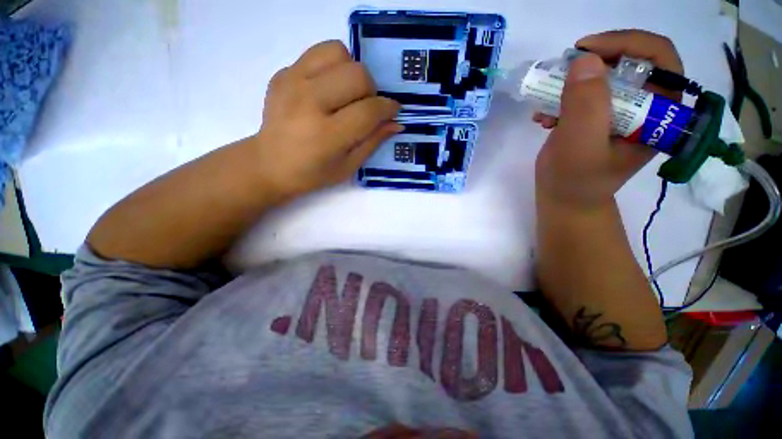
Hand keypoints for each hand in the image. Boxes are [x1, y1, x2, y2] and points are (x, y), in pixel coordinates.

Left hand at [253, 40, 401, 197]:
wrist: (269, 164)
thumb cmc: (313, 173)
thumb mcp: (348, 166)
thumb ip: (373, 142)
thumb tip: (396, 123)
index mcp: (327, 136)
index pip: (368, 111)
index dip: (388, 108)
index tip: (393, 111)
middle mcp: (309, 103)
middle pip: (357, 74)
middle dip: (371, 90)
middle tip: (365, 107)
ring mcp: (292, 83)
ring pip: (338, 52)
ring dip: (351, 71)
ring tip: (347, 94)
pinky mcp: (282, 73)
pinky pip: (317, 54)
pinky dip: (331, 67)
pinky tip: (328, 89)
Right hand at [534, 30, 683, 207]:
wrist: (563, 198)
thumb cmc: (575, 180)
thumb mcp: (580, 145)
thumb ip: (586, 105)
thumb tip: (585, 59)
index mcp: (660, 112)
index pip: (660, 58)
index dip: (626, 43)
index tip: (585, 49)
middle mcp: (646, 106)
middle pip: (629, 61)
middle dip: (592, 63)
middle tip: (562, 71)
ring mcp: (620, 110)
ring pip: (602, 75)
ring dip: (570, 84)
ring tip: (546, 104)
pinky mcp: (598, 115)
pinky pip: (584, 92)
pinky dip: (560, 98)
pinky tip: (544, 117)